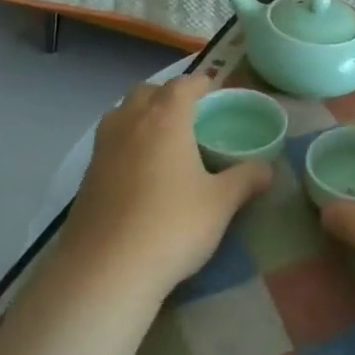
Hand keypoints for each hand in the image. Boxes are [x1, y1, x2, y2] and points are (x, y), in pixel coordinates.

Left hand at [63, 75, 272, 298]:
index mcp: (166, 119)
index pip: (183, 85)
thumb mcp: (221, 203)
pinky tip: (138, 171)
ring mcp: (102, 148)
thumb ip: (246, 179)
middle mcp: (130, 122)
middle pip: (146, 91)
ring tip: (161, 137)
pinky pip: (108, 142)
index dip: (200, 83)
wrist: (106, 270)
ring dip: (140, 114)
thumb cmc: (173, 226)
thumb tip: (268, 168)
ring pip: (121, 113)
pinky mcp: (86, 176)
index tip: (212, 89)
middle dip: (167, 94)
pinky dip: (125, 142)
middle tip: (188, 113)